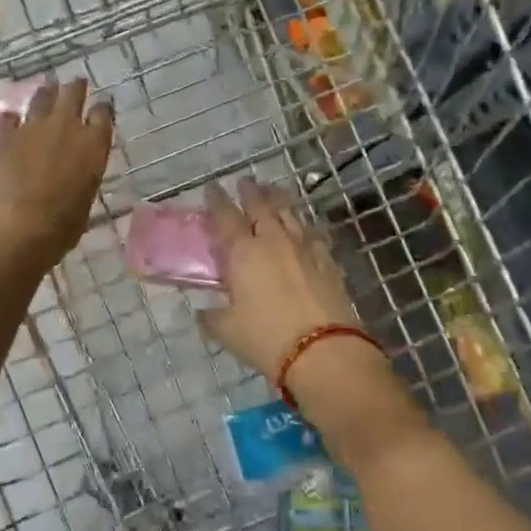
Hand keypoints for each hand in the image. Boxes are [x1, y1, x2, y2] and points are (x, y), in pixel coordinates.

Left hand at [0, 77, 113, 267]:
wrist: (24, 226)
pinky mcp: (5, 135)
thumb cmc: (66, 221)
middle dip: (75, 87)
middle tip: (75, 84)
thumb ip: (85, 168)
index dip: (101, 108)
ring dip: (45, 92)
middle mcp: (66, 125)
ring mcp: (33, 127)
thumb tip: (77, 165)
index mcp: (94, 142)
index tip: (100, 108)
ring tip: (46, 88)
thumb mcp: (88, 191)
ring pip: (41, 97)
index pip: (102, 112)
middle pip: (73, 93)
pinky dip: (11, 118)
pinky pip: (8, 118)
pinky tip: (9, 118)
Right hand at [201, 179, 371, 386]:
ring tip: (274, 191)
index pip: (226, 217)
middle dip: (251, 191)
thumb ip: (212, 318)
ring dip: (279, 200)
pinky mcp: (328, 261)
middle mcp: (274, 241)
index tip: (212, 187)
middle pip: (262, 206)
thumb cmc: (266, 338)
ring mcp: (305, 248)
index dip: (217, 200)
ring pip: (290, 214)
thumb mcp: (228, 331)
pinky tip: (306, 227)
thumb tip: (203, 313)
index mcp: (244, 252)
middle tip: (245, 181)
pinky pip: (314, 235)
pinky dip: (305, 226)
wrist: (323, 349)